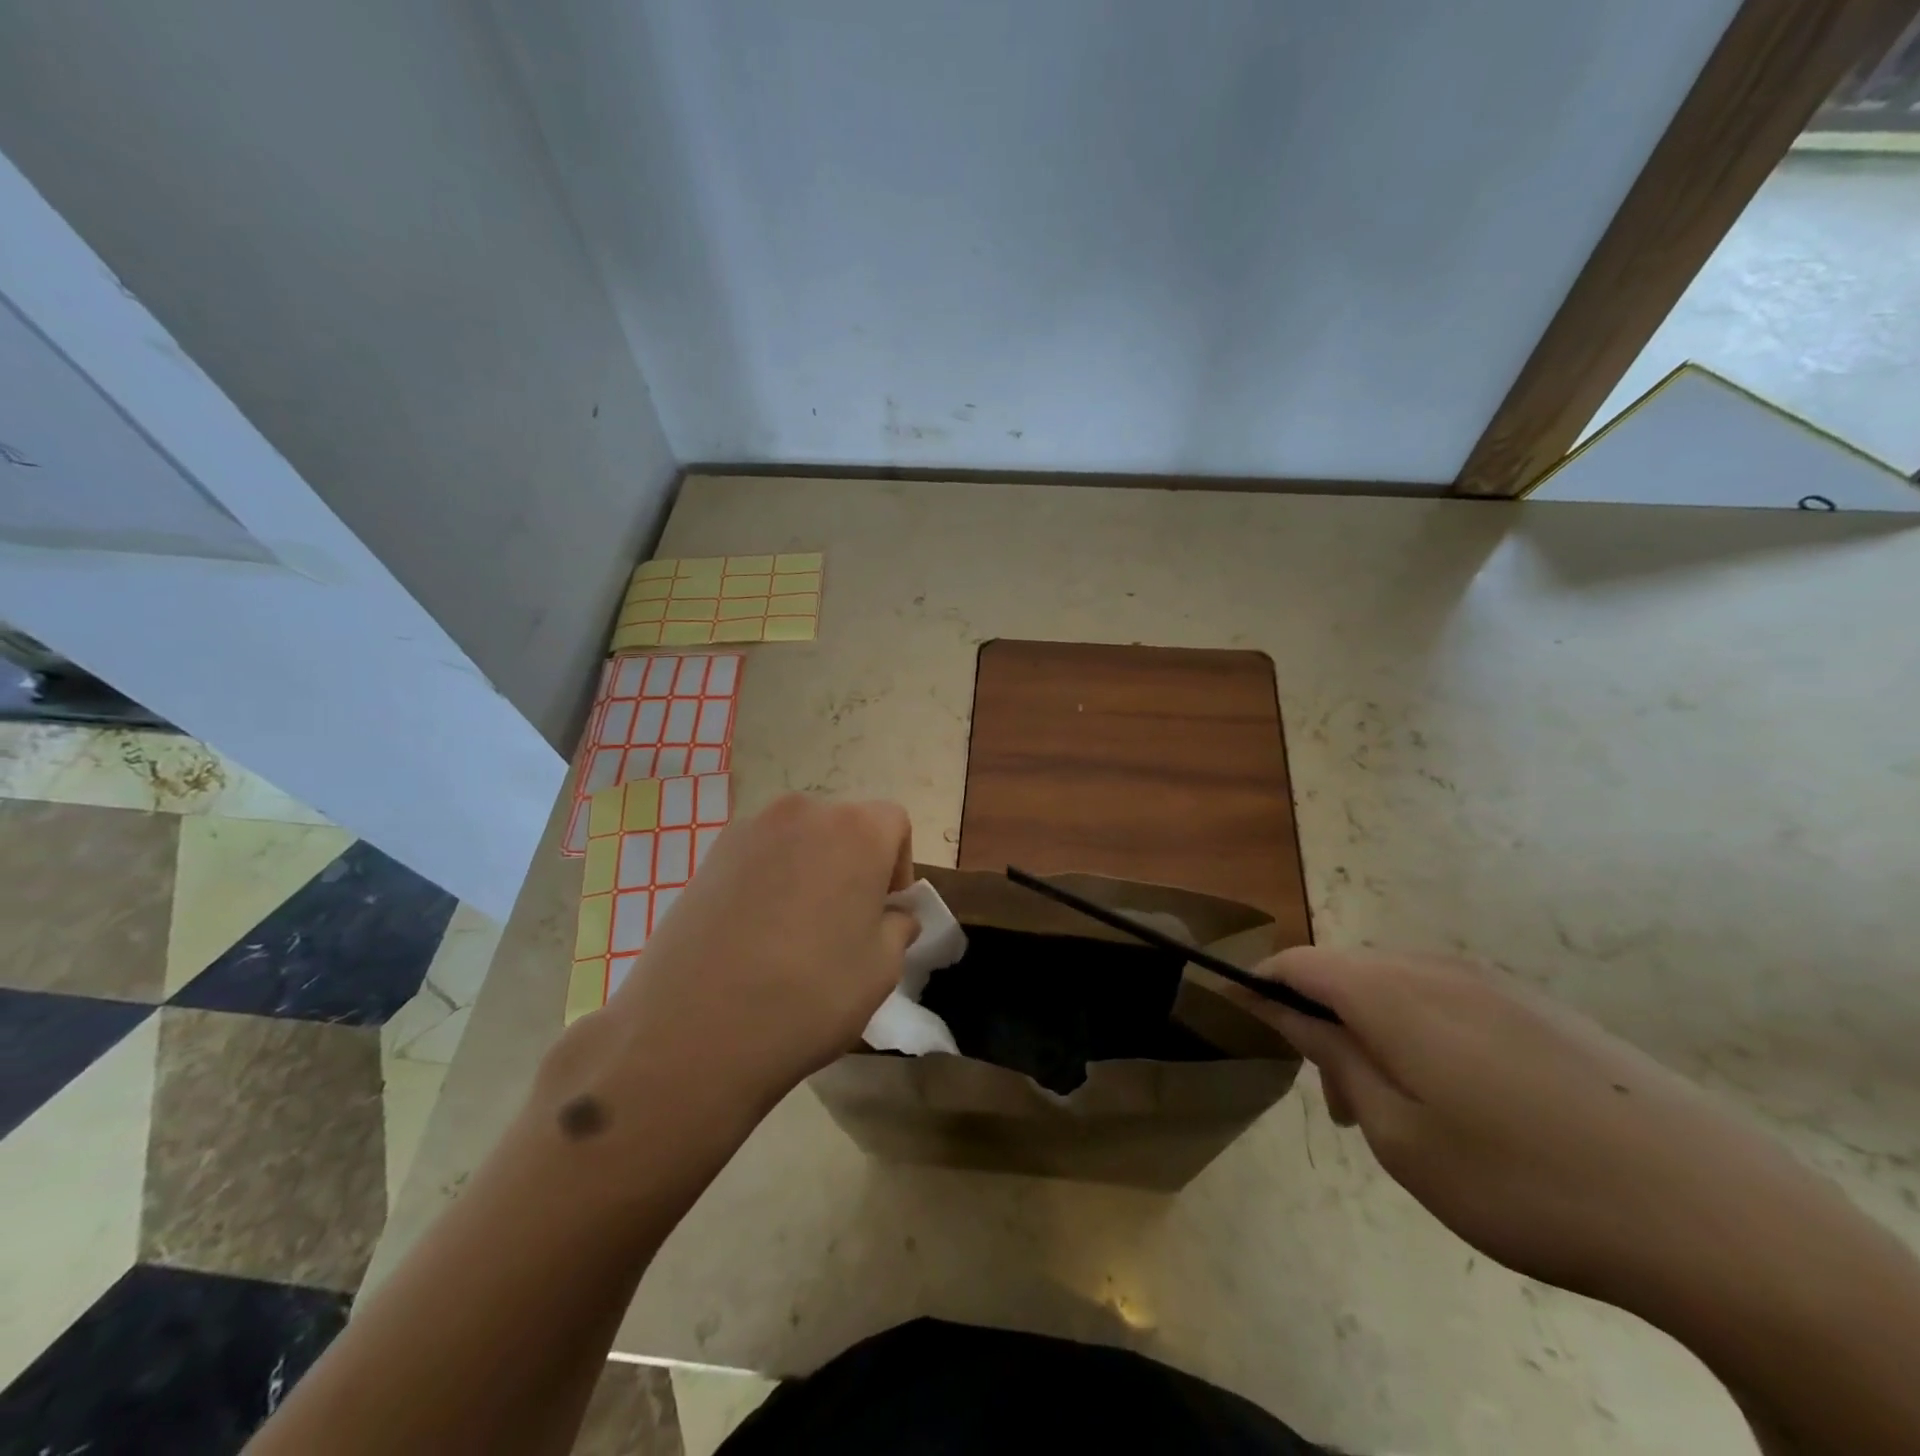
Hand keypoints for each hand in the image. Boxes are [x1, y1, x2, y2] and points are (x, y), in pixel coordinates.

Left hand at [606, 793, 916, 1106]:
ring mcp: (748, 830)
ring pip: (799, 840)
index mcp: (857, 830)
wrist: (692, 1030)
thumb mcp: (880, 971)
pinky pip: (758, 857)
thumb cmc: (809, 995)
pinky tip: (755, 934)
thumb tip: (892, 916)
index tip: (885, 911)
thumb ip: (897, 928)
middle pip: (844, 826)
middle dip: (853, 865)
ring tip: (796, 931)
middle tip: (844, 922)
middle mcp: (804, 812)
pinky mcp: (708, 856)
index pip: (894, 823)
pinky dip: (769, 881)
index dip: (897, 865)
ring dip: (810, 870)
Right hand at [1255, 947, 1829, 1306]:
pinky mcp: (1544, 1010)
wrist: (1717, 1217)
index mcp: (1391, 993)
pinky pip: (1454, 1002)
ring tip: (1403, 1112)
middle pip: (1348, 973)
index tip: (1241, 1017)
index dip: (1262, 984)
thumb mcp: (1400, 1135)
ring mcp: (1497, 985)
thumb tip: (1284, 1012)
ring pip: (1401, 988)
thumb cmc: (1521, 1181)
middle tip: (1342, 1105)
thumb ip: (1335, 1059)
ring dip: (1375, 1031)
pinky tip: (1472, 1105)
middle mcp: (1437, 970)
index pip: (1299, 963)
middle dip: (1323, 1022)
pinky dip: (1427, 1035)